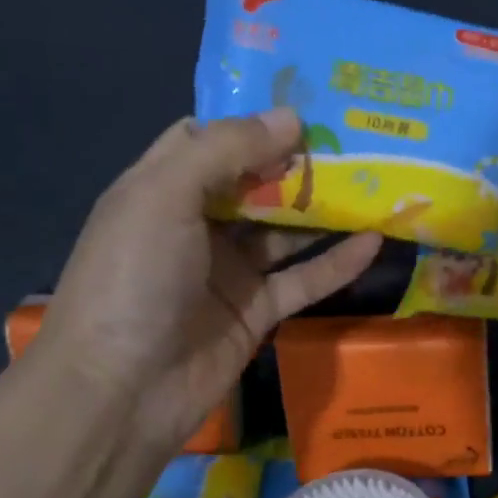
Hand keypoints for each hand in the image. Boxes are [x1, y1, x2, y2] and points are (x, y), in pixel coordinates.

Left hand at [32, 109, 381, 451]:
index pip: (208, 140)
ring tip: (376, 182)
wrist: (121, 391)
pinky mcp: (256, 312)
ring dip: (324, 210)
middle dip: (299, 162)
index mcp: (162, 189)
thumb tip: (290, 118)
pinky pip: (303, 280)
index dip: (252, 122)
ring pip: (284, 231)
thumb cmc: (134, 277)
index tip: (305, 107)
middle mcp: (196, 225)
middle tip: (356, 140)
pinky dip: (337, 263)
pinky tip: (374, 241)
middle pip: (255, 183)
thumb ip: (227, 150)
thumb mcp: (166, 195)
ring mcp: (228, 271)